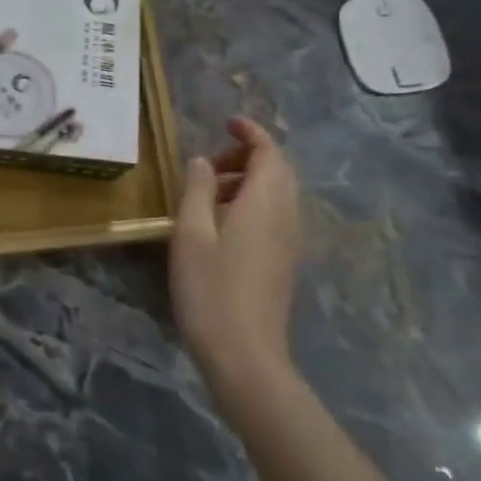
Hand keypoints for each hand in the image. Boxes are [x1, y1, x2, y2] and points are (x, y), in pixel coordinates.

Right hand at [170, 117, 303, 403]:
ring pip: (278, 194)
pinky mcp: (285, 262)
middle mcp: (286, 216)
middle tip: (211, 163)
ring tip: (209, 194)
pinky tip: (222, 225)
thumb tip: (205, 161)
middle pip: (278, 171)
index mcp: (265, 202)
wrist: (244, 356)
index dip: (251, 133)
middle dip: (248, 156)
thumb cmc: (211, 290)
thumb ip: (198, 190)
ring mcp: (290, 241)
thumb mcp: (191, 233)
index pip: (269, 152)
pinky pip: (276, 216)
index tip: (227, 123)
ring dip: (249, 181)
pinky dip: (254, 203)